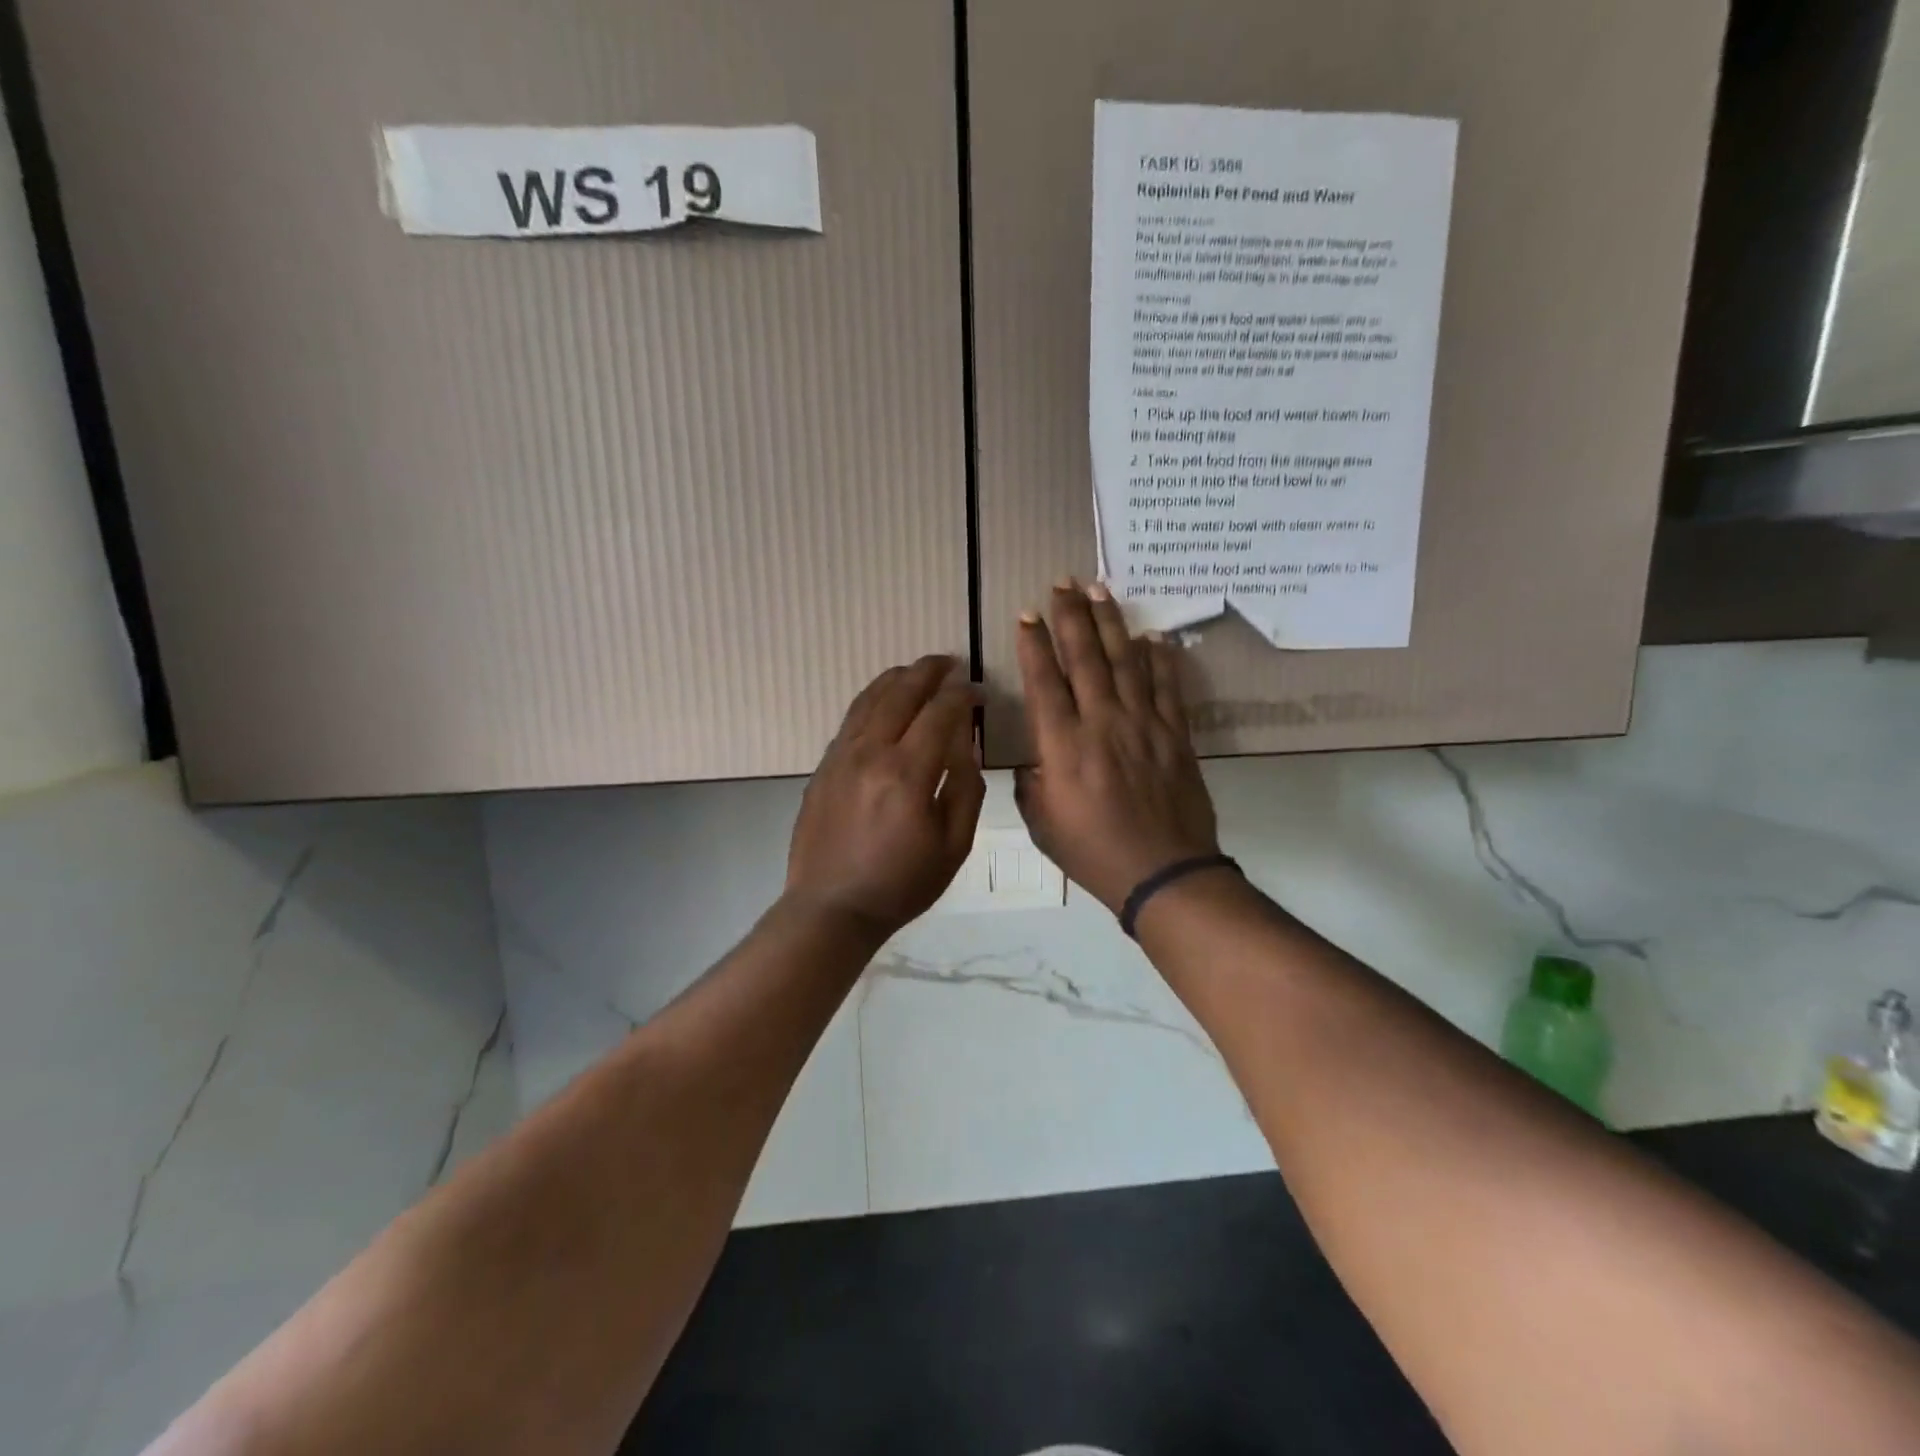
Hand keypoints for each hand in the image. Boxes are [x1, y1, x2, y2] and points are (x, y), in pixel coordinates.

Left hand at [785, 655, 984, 936]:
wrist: (832, 908)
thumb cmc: (902, 884)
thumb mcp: (954, 845)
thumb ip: (965, 787)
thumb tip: (965, 742)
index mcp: (907, 773)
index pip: (940, 712)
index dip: (963, 695)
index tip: (978, 692)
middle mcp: (870, 753)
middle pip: (901, 692)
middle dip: (929, 671)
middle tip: (950, 663)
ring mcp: (840, 756)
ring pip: (870, 698)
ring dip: (897, 678)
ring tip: (917, 671)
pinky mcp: (823, 766)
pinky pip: (851, 718)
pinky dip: (872, 699)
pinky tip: (884, 701)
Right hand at [1014, 583, 1220, 914]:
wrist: (1164, 873)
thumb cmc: (1093, 852)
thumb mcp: (1042, 824)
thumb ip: (1032, 783)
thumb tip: (1038, 759)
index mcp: (1063, 746)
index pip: (1045, 681)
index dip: (1034, 644)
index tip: (1028, 613)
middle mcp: (1102, 723)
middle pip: (1085, 658)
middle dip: (1071, 616)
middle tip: (1063, 582)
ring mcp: (1144, 725)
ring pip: (1126, 662)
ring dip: (1112, 623)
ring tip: (1101, 590)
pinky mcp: (1176, 735)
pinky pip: (1167, 688)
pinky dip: (1160, 659)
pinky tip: (1153, 637)